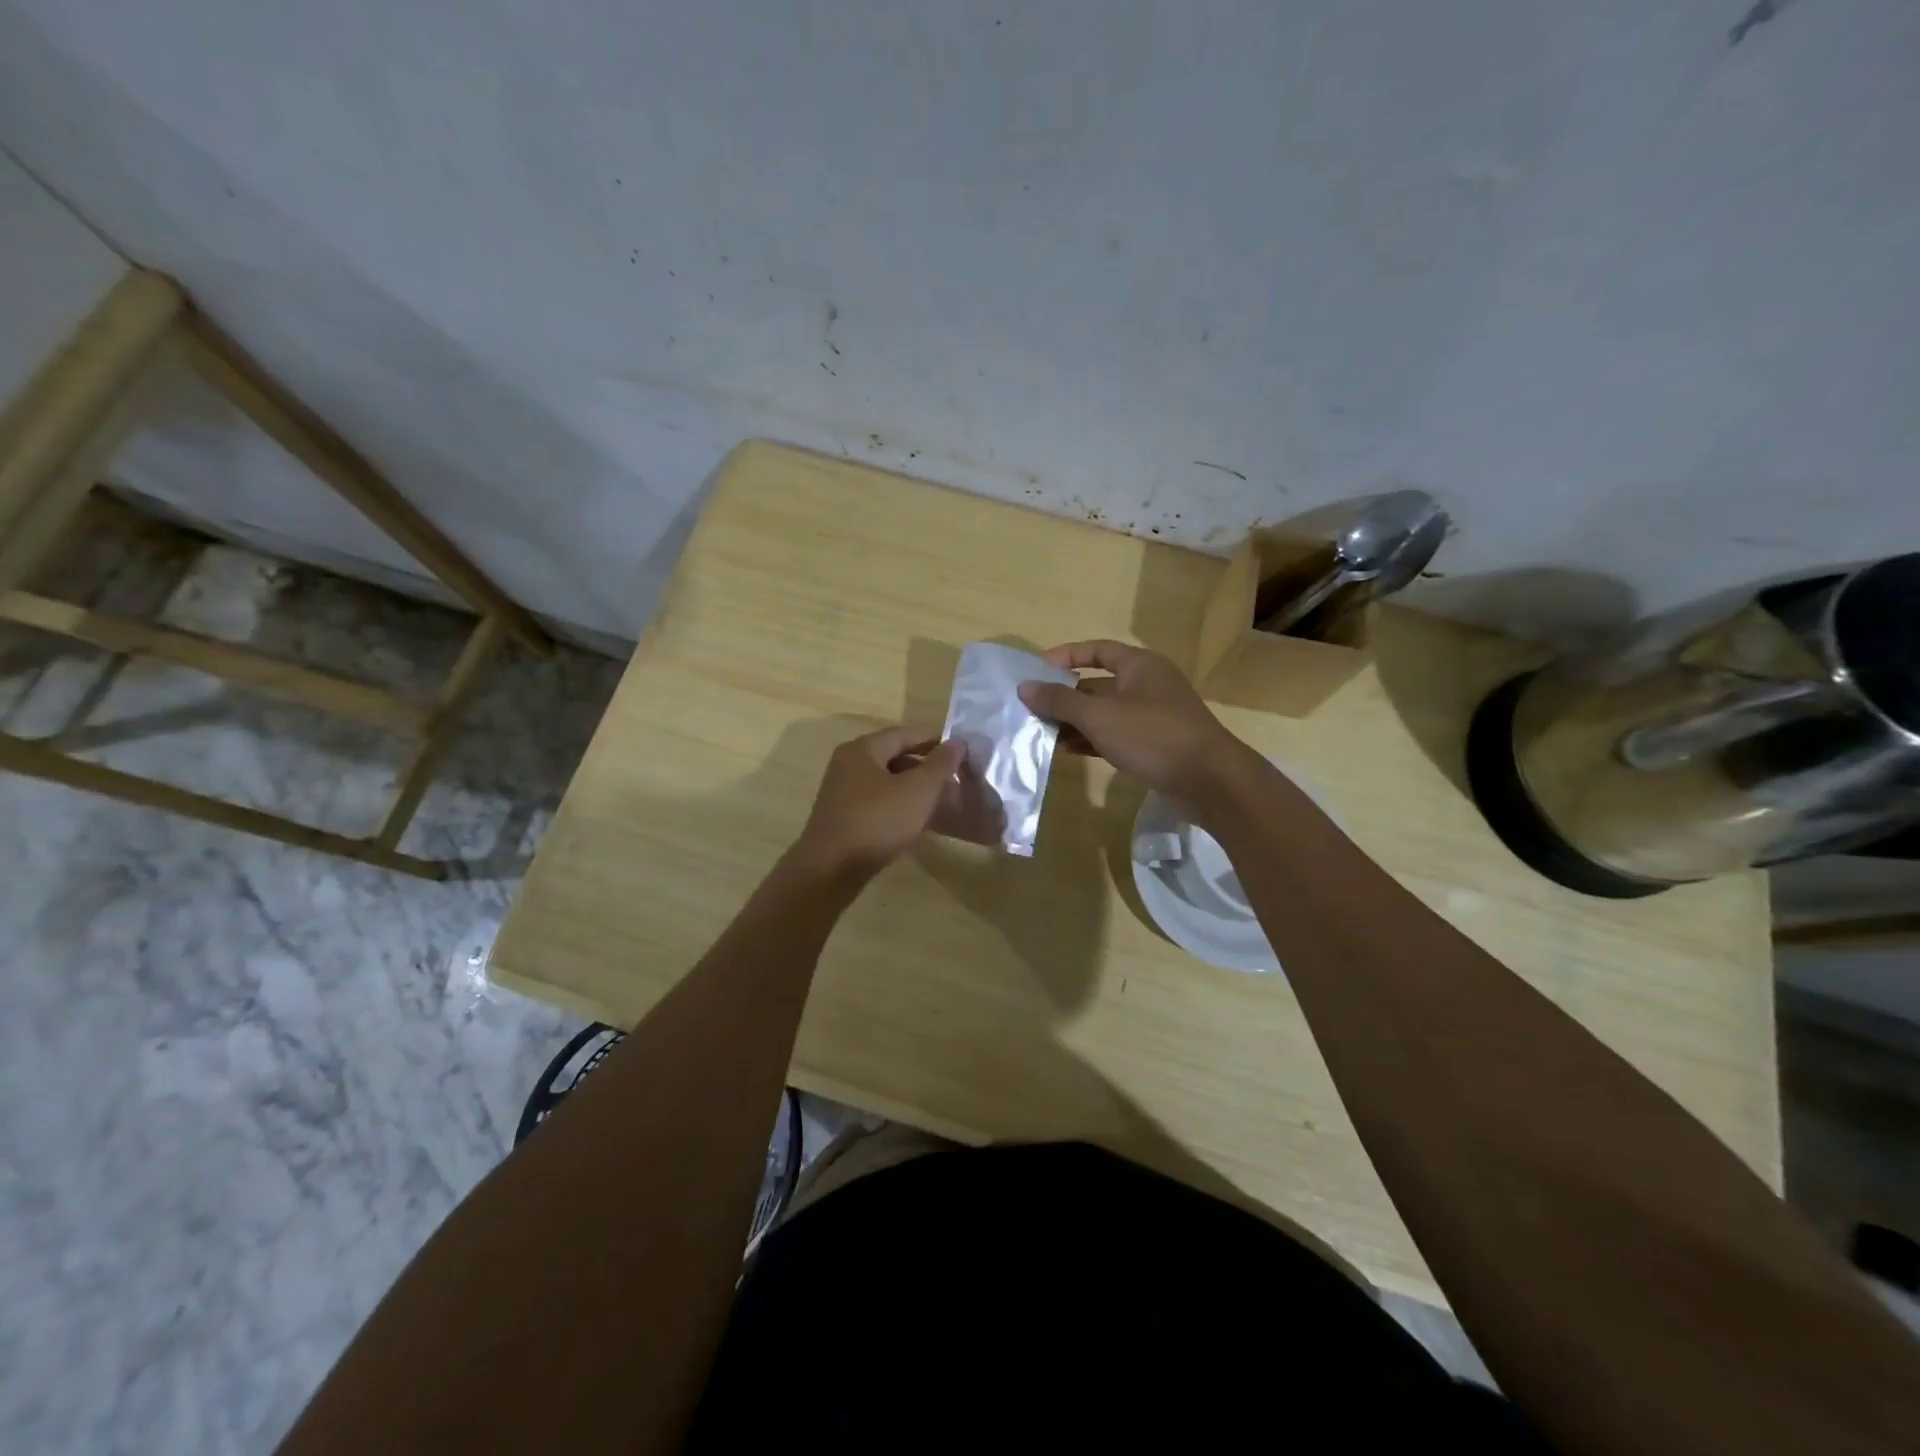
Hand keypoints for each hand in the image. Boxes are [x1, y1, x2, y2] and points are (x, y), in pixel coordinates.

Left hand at [792, 727, 963, 880]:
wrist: (830, 871)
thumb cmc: (877, 822)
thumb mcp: (918, 790)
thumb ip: (940, 764)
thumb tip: (957, 743)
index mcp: (862, 749)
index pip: (905, 734)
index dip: (935, 741)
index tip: (962, 753)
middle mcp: (848, 765)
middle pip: (894, 756)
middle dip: (926, 767)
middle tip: (955, 780)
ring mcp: (843, 792)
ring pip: (887, 782)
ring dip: (914, 788)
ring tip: (942, 802)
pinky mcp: (843, 817)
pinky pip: (878, 802)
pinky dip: (899, 805)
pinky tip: (917, 821)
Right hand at [1018, 640, 1252, 803]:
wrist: (1210, 781)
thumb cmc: (1153, 736)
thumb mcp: (1100, 716)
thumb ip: (1060, 701)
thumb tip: (1025, 687)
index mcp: (1140, 665)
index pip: (1097, 650)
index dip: (1065, 656)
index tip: (1035, 670)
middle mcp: (1146, 685)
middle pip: (1097, 684)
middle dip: (1064, 695)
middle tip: (1030, 708)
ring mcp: (1152, 716)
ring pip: (1104, 713)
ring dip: (1074, 721)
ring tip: (1040, 732)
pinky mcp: (1154, 745)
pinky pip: (1114, 736)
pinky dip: (1090, 740)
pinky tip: (1065, 751)